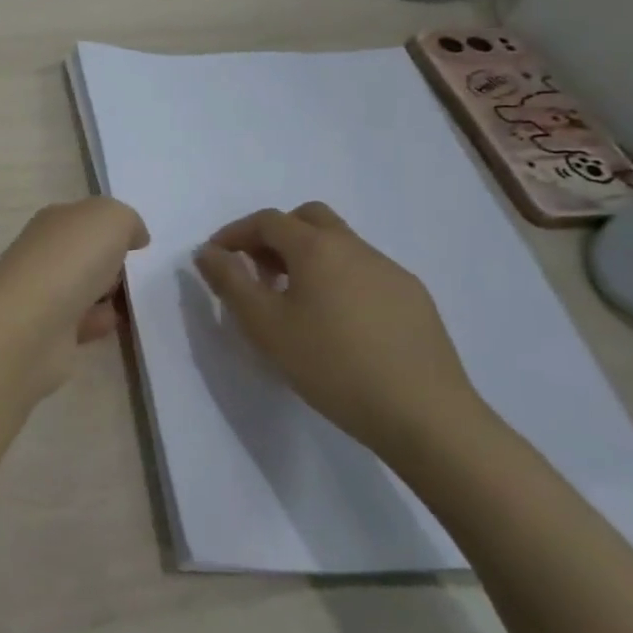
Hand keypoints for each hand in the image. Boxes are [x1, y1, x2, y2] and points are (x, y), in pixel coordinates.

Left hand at [0, 197, 148, 397]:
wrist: (33, 324)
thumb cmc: (71, 260)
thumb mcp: (111, 219)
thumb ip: (127, 221)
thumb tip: (135, 237)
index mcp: (53, 222)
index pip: (84, 219)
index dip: (112, 227)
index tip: (138, 243)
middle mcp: (43, 254)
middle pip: (85, 254)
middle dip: (112, 263)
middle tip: (136, 273)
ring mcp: (43, 293)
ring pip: (85, 288)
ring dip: (108, 295)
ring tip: (132, 300)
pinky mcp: (48, 330)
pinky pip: (83, 322)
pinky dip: (99, 322)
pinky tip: (113, 324)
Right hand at [193, 203, 490, 459]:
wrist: (423, 413)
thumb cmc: (331, 365)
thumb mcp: (265, 326)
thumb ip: (231, 283)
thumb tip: (208, 252)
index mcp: (317, 247)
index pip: (268, 221)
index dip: (235, 233)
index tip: (216, 258)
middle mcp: (356, 247)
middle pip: (309, 219)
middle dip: (275, 235)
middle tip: (257, 270)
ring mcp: (391, 271)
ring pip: (339, 245)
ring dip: (307, 257)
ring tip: (293, 301)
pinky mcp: (414, 298)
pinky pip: (364, 271)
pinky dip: (338, 278)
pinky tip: (337, 322)